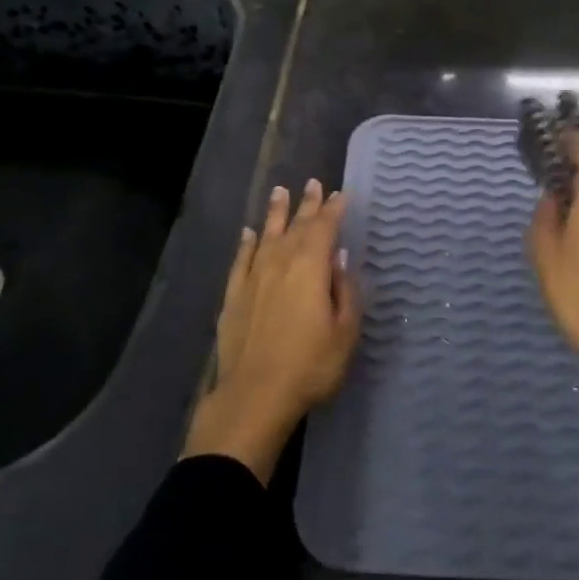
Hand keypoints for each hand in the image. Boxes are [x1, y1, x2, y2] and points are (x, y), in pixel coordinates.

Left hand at [182, 179, 360, 482]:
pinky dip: (245, 243)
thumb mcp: (345, 333)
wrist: (254, 396)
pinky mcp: (233, 295)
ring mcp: (254, 277)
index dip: (333, 210)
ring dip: (275, 213)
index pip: (324, 228)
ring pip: (266, 234)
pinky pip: (241, 259)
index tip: (340, 194)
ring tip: (280, 191)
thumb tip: (338, 259)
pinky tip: (247, 233)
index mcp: (311, 267)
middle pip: (296, 225)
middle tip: (313, 183)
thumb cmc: (310, 366)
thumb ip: (345, 291)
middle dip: (307, 204)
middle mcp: (281, 262)